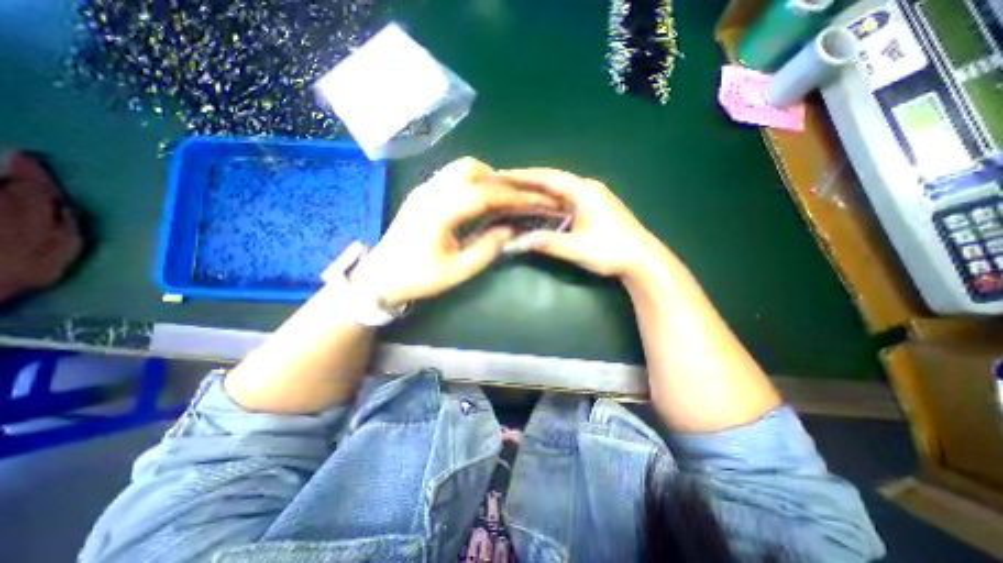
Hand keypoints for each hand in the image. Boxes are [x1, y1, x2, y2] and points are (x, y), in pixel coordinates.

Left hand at [349, 156, 556, 304]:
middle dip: (501, 182)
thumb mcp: (458, 271)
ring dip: (487, 178)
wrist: (380, 276)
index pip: (484, 194)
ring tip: (501, 198)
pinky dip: (473, 181)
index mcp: (439, 211)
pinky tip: (481, 198)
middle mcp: (431, 192)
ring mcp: (424, 189)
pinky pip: (452, 175)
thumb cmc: (418, 277)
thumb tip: (509, 229)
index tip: (535, 199)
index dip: (513, 196)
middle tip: (518, 199)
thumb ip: (487, 248)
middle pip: (472, 170)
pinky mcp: (422, 192)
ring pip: (461, 168)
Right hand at [493, 167, 662, 278]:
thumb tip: (515, 242)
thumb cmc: (611, 251)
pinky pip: (566, 200)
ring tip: (516, 191)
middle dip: (528, 180)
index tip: (502, 174)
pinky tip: (539, 205)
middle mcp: (587, 188)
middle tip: (505, 181)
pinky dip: (550, 201)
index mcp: (583, 191)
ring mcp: (592, 198)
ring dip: (539, 190)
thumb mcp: (576, 248)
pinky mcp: (594, 208)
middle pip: (553, 180)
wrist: (642, 259)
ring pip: (560, 190)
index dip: (524, 176)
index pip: (548, 178)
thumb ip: (546, 242)